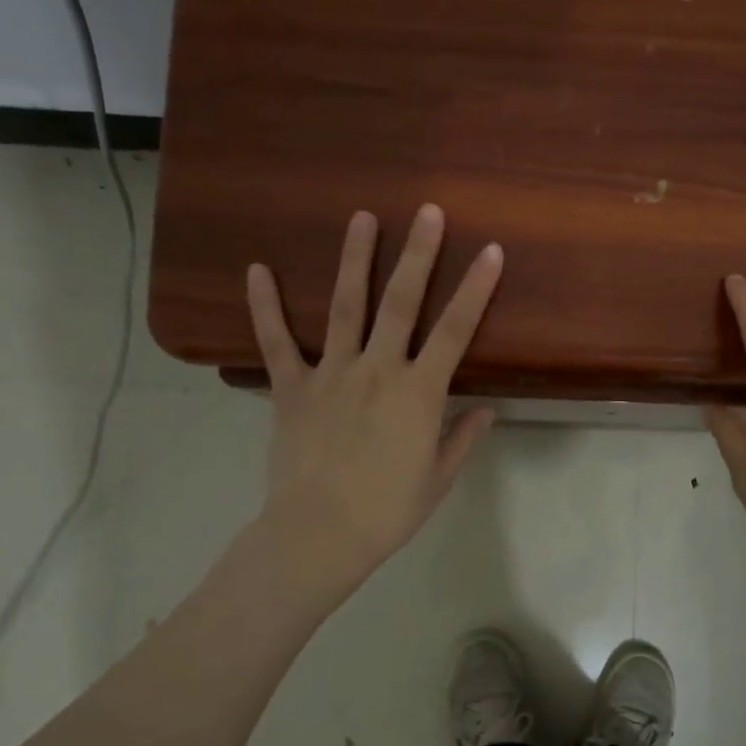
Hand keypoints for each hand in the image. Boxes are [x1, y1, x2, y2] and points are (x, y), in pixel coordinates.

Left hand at [246, 205, 502, 597]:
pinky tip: (256, 269)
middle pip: (401, 302)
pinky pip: (276, 342)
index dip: (475, 289)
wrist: (320, 534)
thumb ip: (461, 438)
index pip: (456, 330)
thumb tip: (486, 411)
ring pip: (345, 307)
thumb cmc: (388, 511)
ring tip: (361, 217)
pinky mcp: (291, 388)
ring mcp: (331, 374)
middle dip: (417, 254)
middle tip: (427, 211)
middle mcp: (378, 370)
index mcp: (419, 392)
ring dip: (354, 259)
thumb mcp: (438, 478)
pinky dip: (265, 306)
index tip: (489, 251)